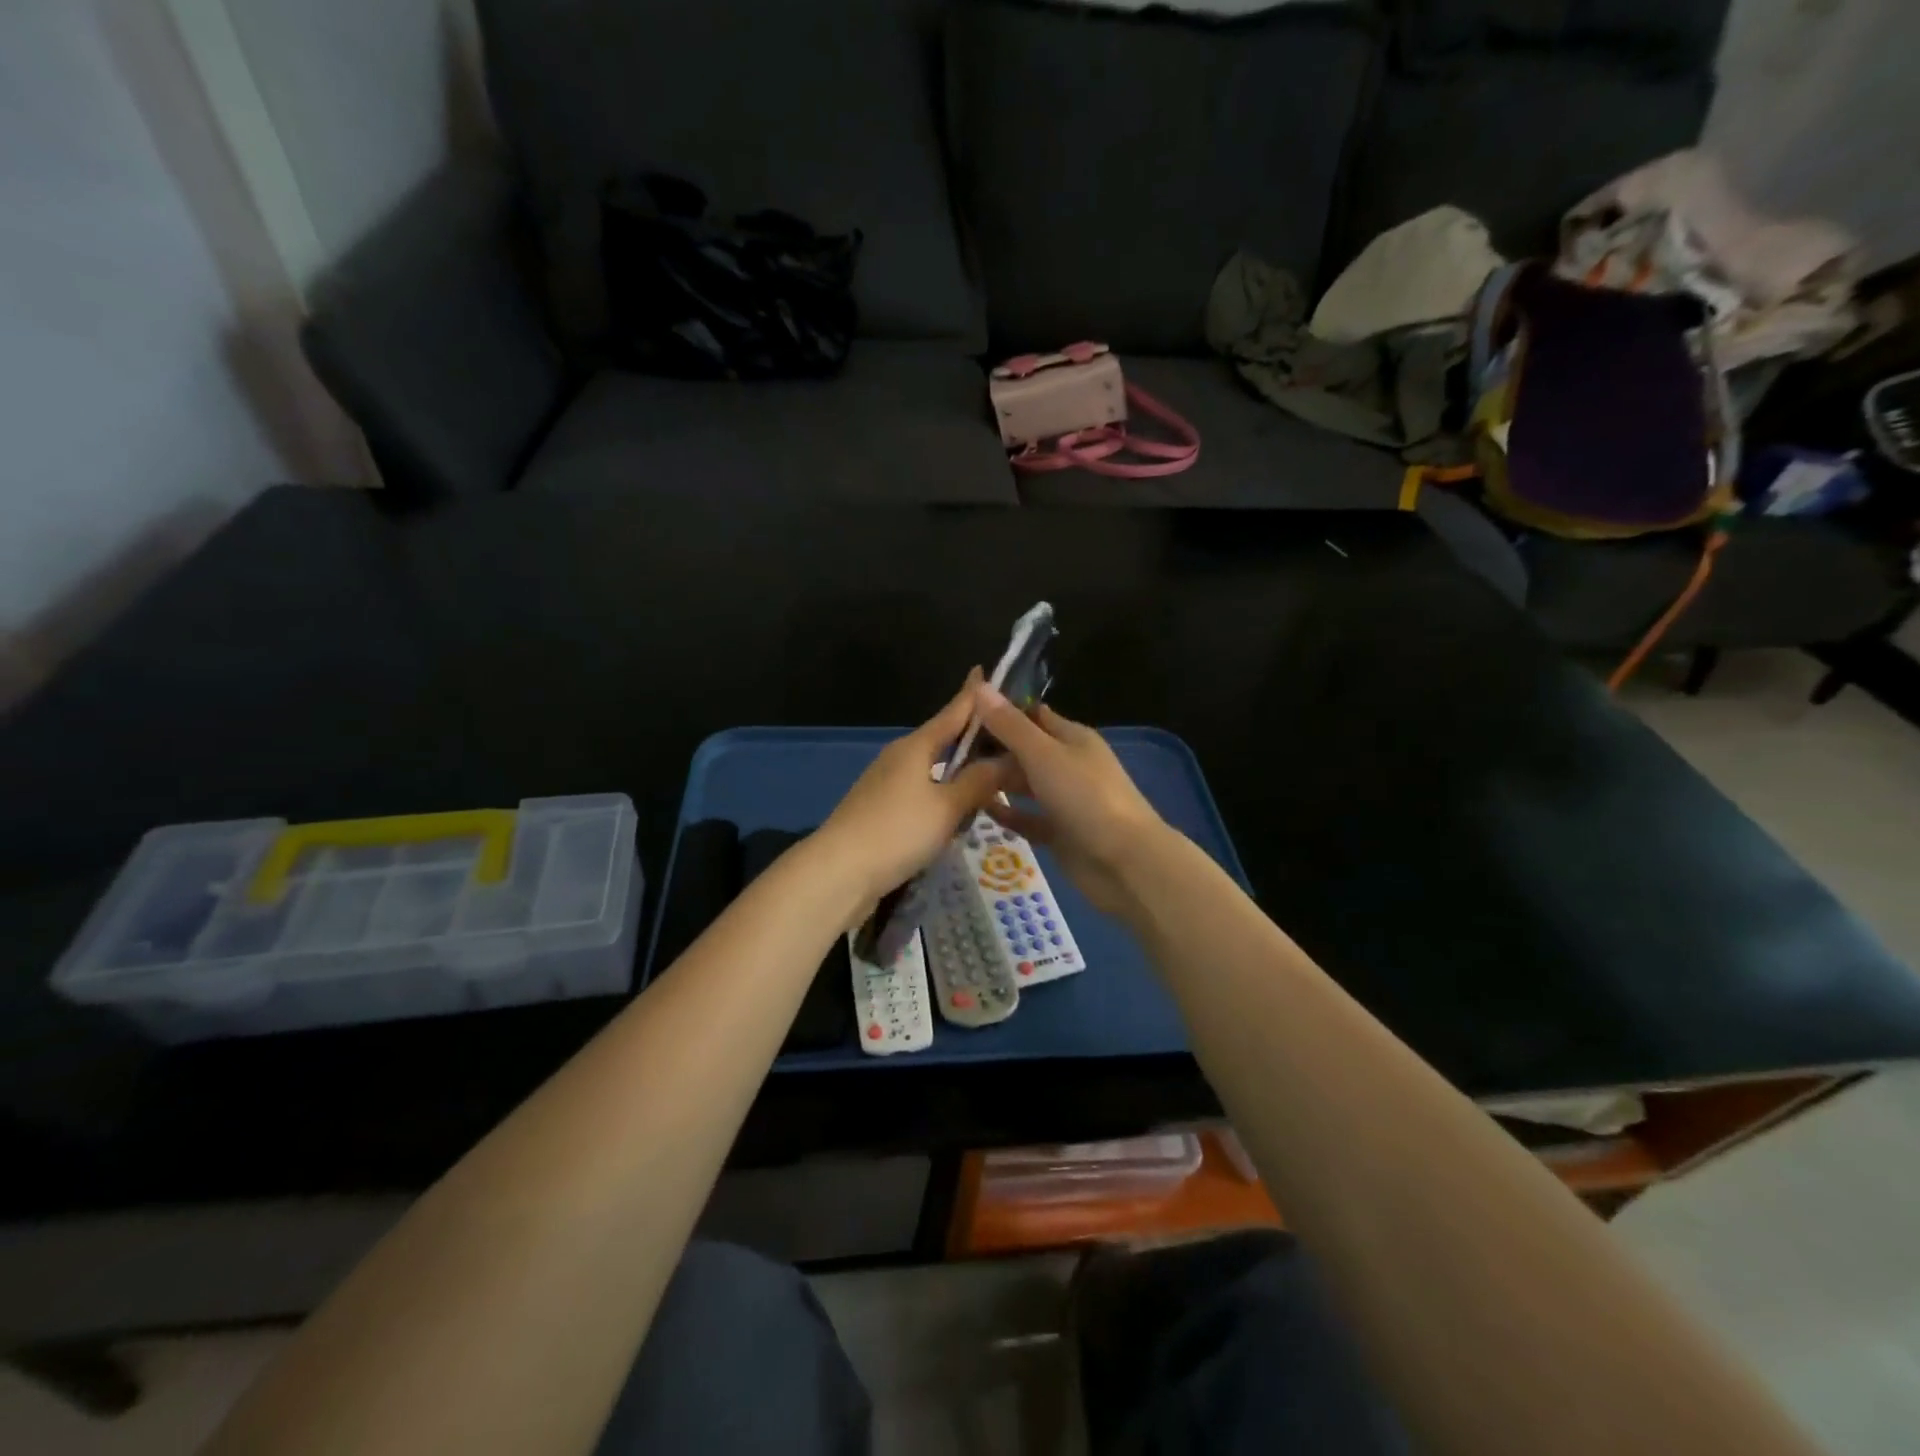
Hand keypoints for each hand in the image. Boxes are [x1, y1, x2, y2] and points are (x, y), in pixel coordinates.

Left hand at [816, 670, 1012, 912]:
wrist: (838, 874)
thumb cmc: (896, 831)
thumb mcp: (947, 807)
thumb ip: (979, 782)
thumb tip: (1008, 758)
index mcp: (915, 747)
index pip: (952, 713)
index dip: (971, 695)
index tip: (985, 671)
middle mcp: (899, 759)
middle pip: (942, 741)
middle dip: (972, 739)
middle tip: (1009, 740)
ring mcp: (887, 786)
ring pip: (933, 772)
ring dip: (960, 774)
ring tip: (993, 780)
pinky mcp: (881, 813)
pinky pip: (923, 796)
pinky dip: (944, 799)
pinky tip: (960, 815)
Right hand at [971, 685, 1169, 915]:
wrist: (1125, 862)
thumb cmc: (1085, 797)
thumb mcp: (1043, 755)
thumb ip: (1010, 725)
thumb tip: (980, 686)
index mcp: (1072, 738)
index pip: (1031, 715)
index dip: (999, 711)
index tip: (961, 712)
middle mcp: (1069, 764)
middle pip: (1024, 750)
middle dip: (991, 749)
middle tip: (949, 752)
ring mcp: (1066, 800)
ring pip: (1025, 784)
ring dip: (996, 782)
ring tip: (954, 780)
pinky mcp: (1060, 832)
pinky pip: (1028, 818)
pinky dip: (1008, 814)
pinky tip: (979, 810)